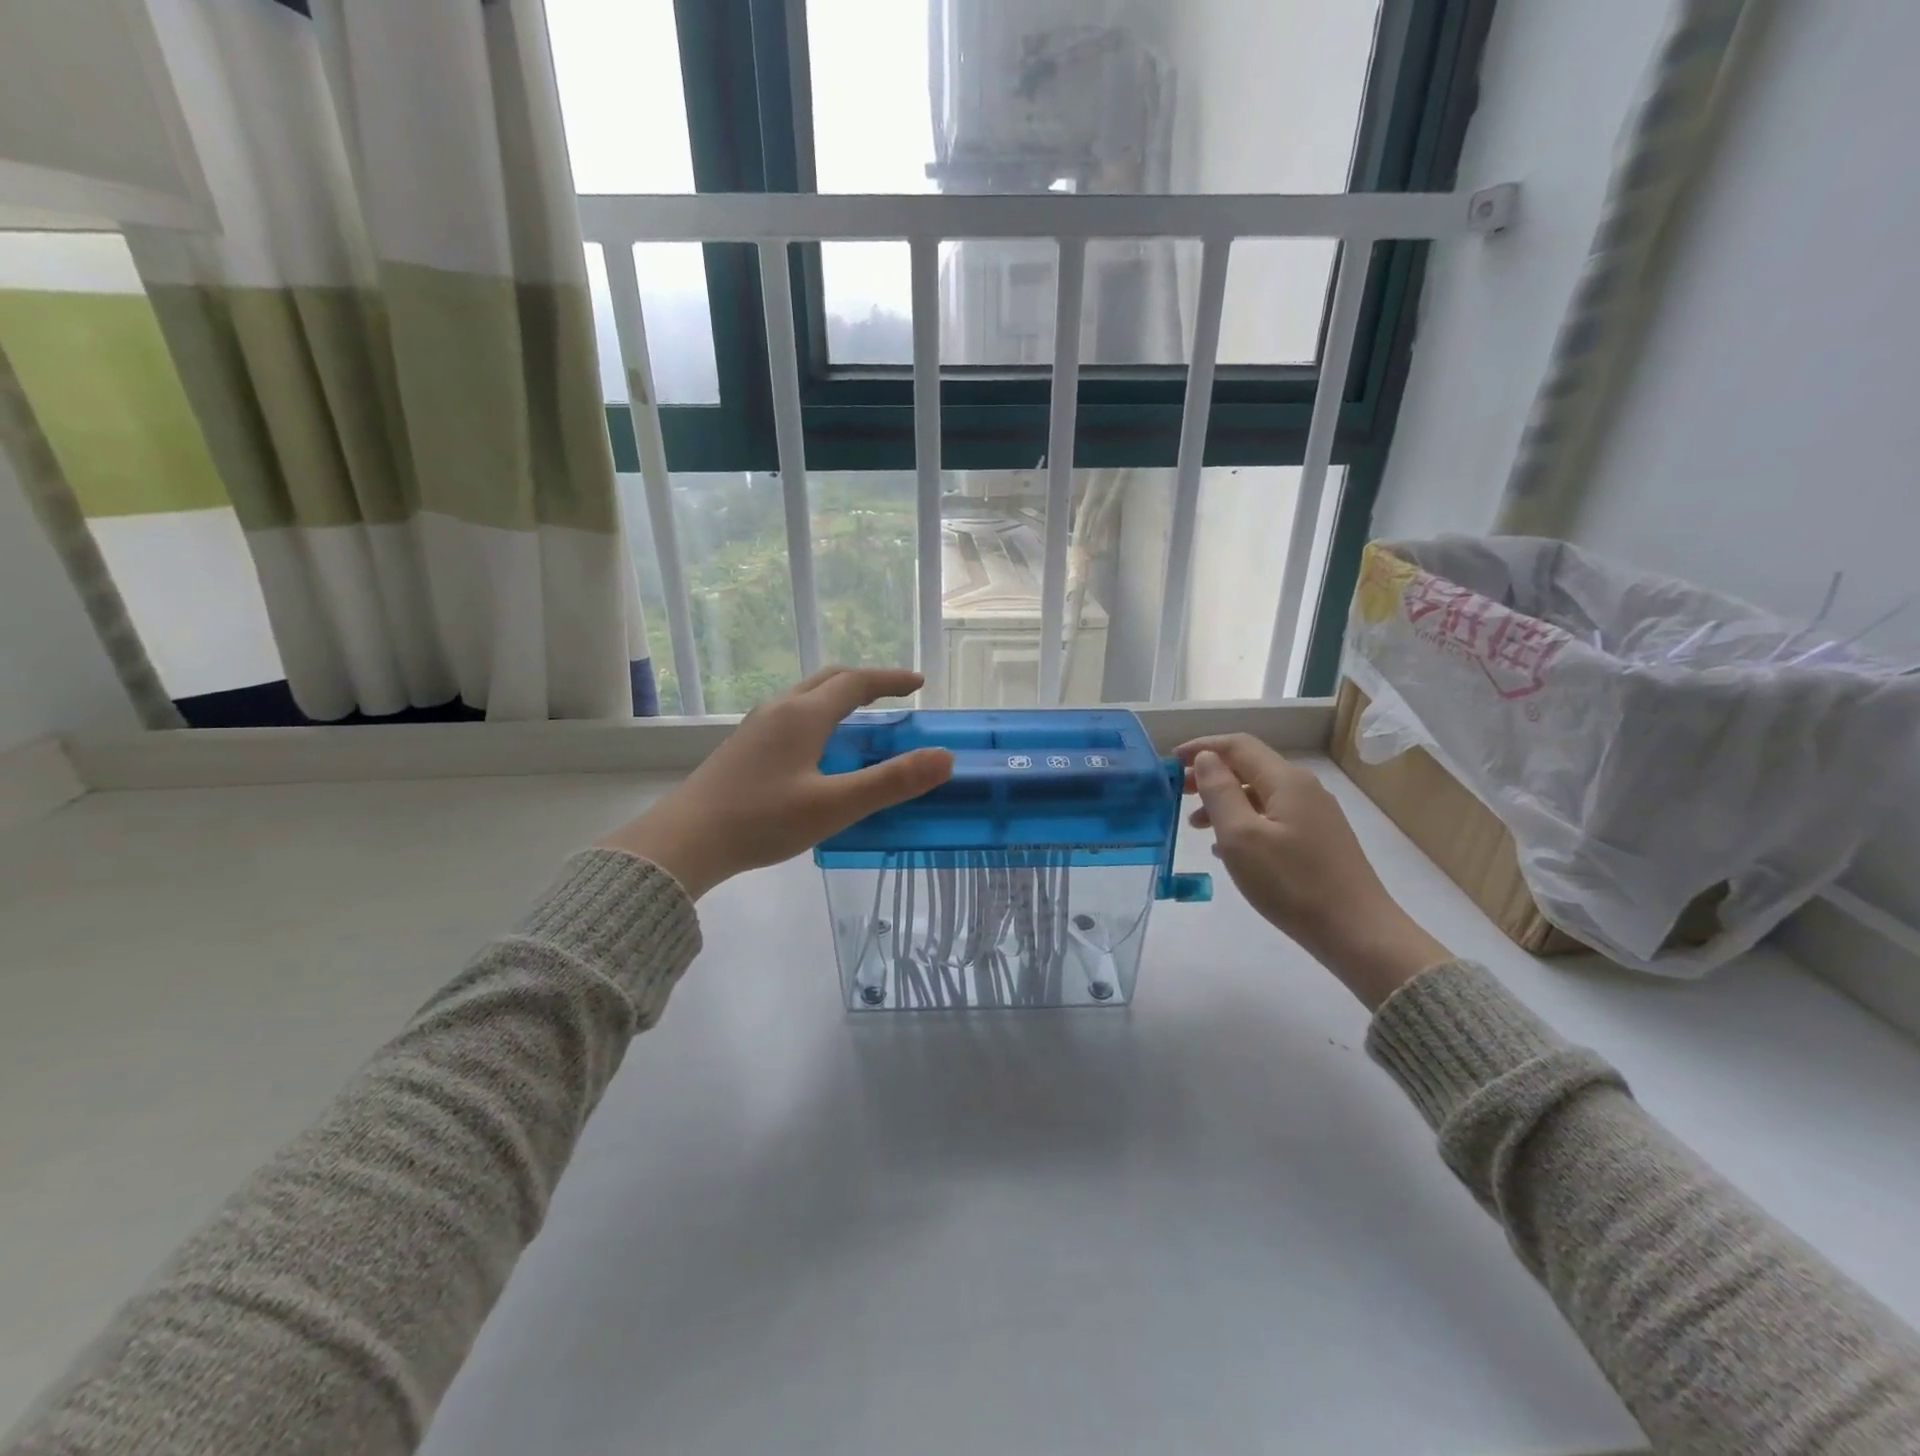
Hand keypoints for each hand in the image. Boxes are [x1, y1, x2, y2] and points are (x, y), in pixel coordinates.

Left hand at [602, 667, 953, 899]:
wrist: (685, 840)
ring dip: (839, 697)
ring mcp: (756, 726)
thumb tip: (944, 759)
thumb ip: (891, 782)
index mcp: (804, 715)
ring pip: (806, 696)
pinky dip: (818, 716)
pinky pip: (790, 715)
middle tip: (894, 696)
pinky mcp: (743, 747)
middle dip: (865, 682)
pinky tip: (818, 749)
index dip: (891, 679)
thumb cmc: (763, 820)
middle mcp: (780, 710)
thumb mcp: (835, 805)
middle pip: (828, 679)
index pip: (856, 682)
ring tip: (861, 720)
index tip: (919, 683)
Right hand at [1174, 734, 1451, 1009]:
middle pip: (1249, 768)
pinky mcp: (1319, 840)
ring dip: (1224, 801)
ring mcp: (1315, 815)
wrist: (1357, 932)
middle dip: (1210, 775)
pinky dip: (1244, 822)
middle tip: (1177, 793)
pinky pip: (1272, 818)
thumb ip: (1219, 791)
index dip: (1202, 747)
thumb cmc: (1291, 883)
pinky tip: (1227, 848)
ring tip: (1195, 825)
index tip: (1170, 760)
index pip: (1238, 746)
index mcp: (1285, 780)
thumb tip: (1206, 758)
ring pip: (1259, 795)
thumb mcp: (1241, 836)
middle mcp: (1303, 789)